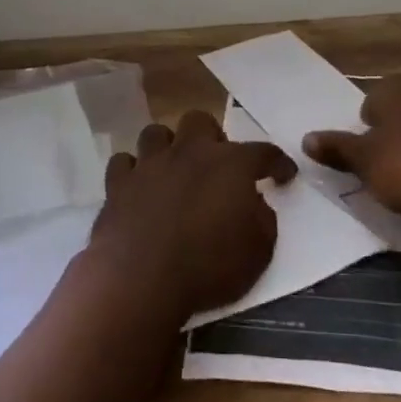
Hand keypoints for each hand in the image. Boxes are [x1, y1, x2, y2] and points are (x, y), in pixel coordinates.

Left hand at [90, 110, 294, 320]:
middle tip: (215, 166)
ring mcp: (149, 164)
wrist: (141, 280)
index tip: (283, 174)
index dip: (277, 162)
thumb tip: (255, 204)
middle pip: (200, 121)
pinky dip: (132, 171)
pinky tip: (138, 186)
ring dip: (167, 147)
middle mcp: (189, 152)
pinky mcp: (118, 183)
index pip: (263, 152)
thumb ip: (262, 219)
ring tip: (173, 170)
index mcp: (230, 164)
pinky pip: (123, 162)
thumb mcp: (258, 252)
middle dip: (210, 137)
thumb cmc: (208, 268)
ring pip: (156, 133)